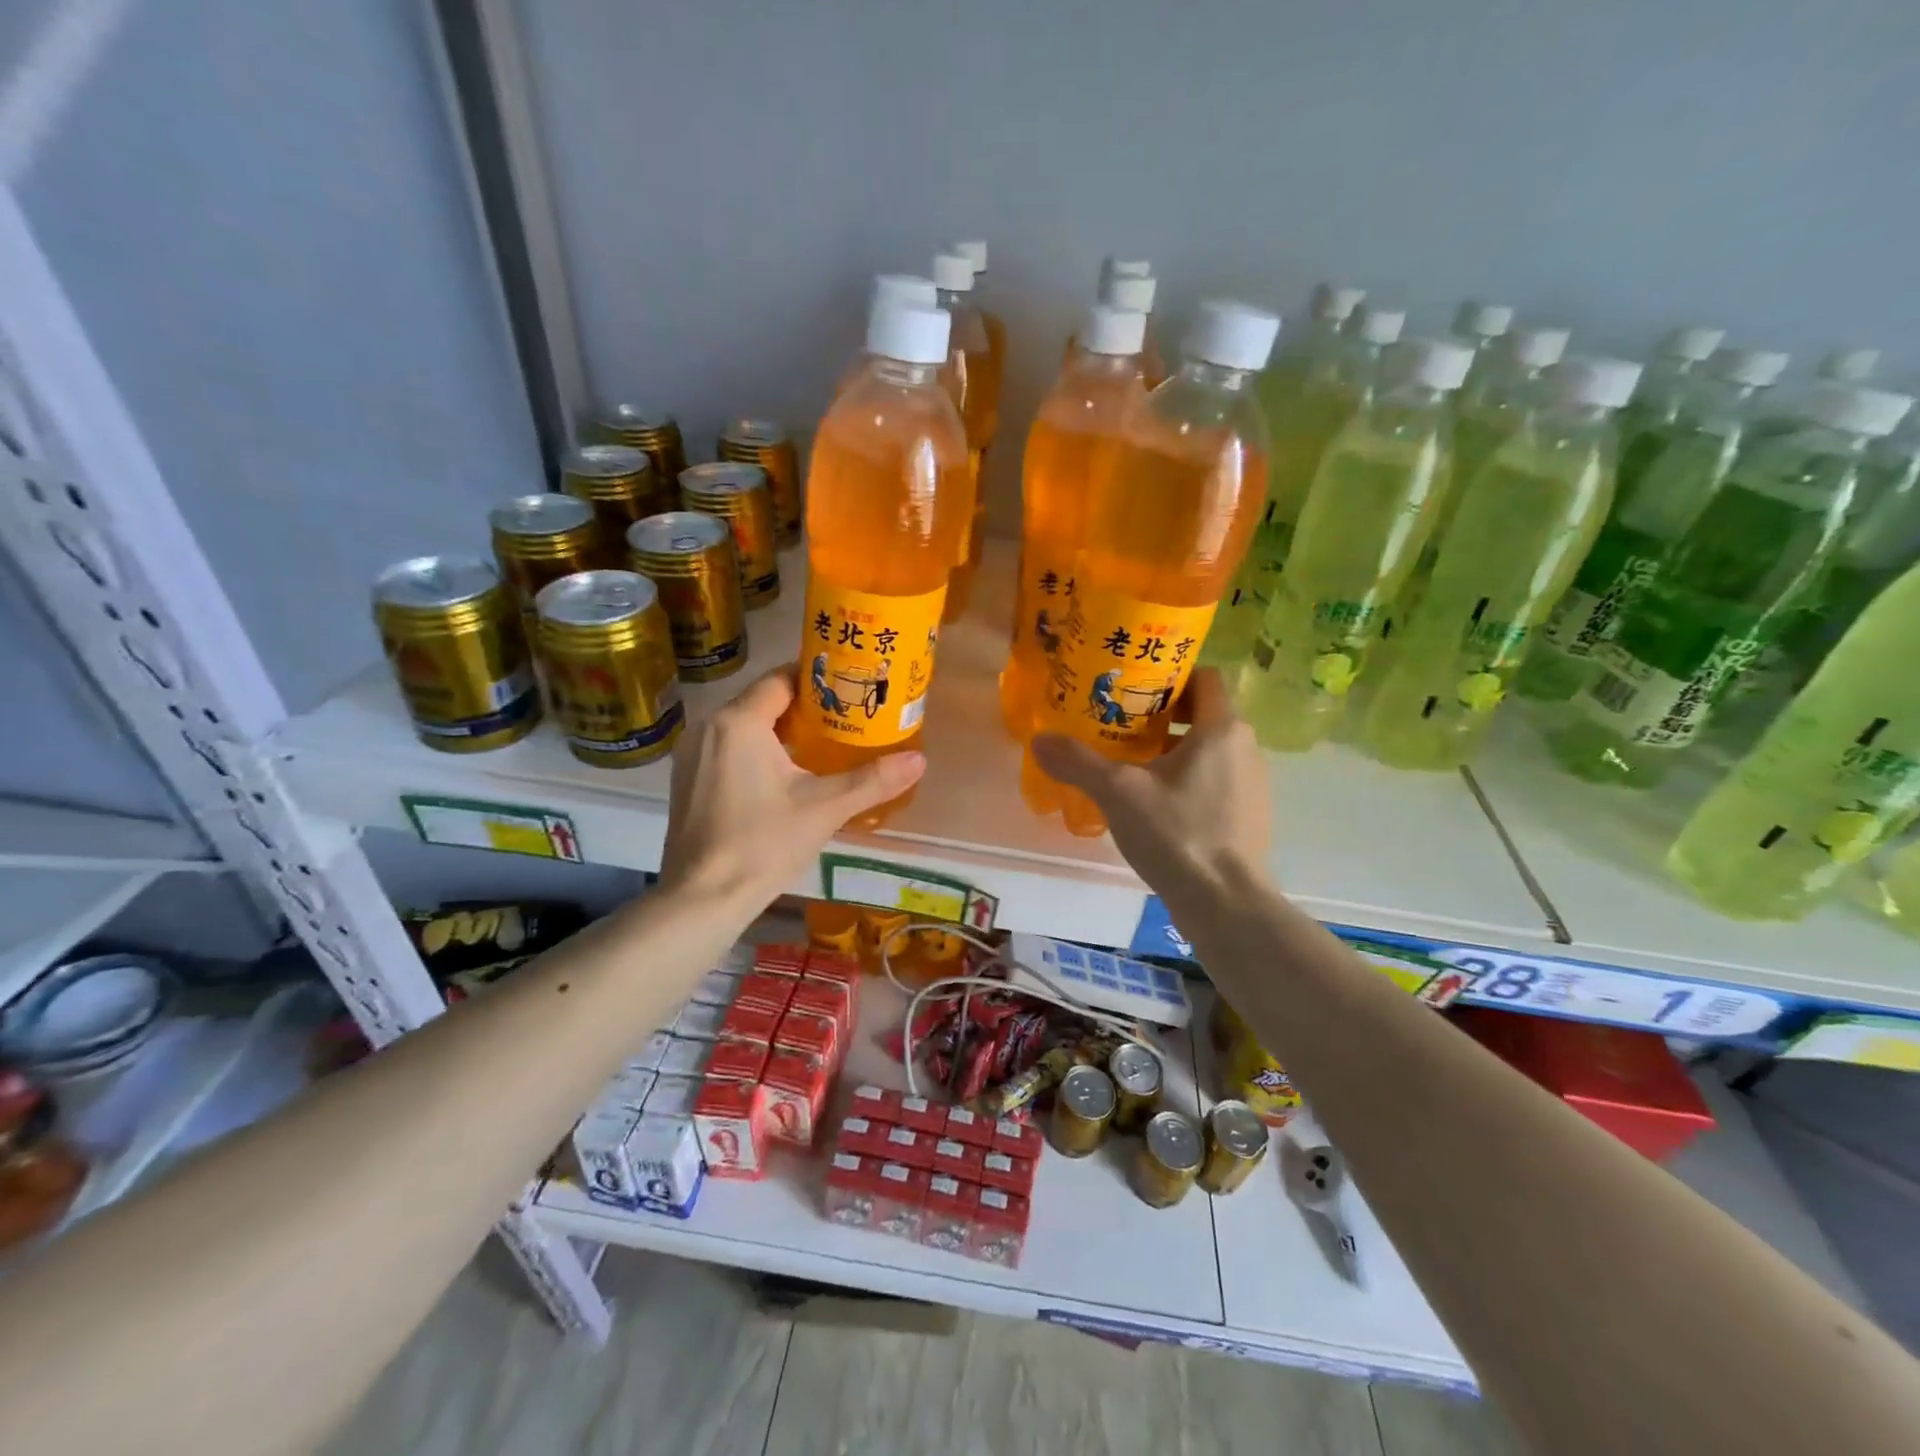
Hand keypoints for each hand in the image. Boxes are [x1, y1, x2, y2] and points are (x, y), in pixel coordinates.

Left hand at [659, 665, 925, 904]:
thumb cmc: (763, 844)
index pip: (782, 679)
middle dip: (804, 708)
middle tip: (845, 718)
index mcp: (740, 721)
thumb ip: (872, 780)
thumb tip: (919, 760)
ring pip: (745, 726)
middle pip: (763, 701)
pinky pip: (728, 749)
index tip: (849, 689)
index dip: (817, 680)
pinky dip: (756, 751)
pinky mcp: (687, 781)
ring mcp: (692, 755)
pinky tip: (783, 777)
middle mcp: (709, 727)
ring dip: (779, 731)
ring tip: (821, 746)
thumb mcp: (825, 809)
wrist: (703, 899)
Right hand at [1030, 668, 1268, 894]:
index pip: (1204, 677)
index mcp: (1222, 728)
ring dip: (1172, 748)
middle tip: (1119, 724)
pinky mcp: (1248, 814)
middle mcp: (1245, 747)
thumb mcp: (1118, 794)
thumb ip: (1078, 762)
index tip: (1132, 688)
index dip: (1169, 675)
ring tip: (1129, 762)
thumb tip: (1039, 740)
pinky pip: (1215, 778)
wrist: (1226, 905)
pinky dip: (1186, 777)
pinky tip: (1153, 803)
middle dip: (1161, 714)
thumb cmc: (1178, 834)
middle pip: (1203, 712)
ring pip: (1208, 748)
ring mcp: (1251, 783)